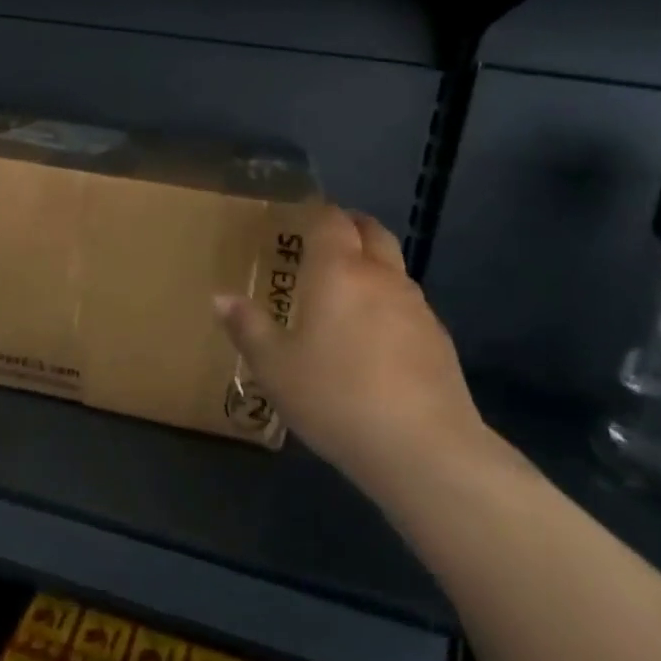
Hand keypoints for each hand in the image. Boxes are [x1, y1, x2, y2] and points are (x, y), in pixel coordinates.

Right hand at [215, 205, 489, 508]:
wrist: (423, 448)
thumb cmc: (335, 395)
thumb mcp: (274, 366)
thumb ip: (247, 327)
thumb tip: (221, 297)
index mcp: (338, 272)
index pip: (331, 221)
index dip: (316, 212)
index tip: (298, 216)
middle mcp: (381, 278)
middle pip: (372, 233)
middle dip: (349, 227)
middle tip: (322, 241)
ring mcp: (417, 308)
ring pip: (393, 269)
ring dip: (370, 267)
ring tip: (343, 293)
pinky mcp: (439, 341)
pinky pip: (407, 305)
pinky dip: (387, 304)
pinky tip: (372, 340)